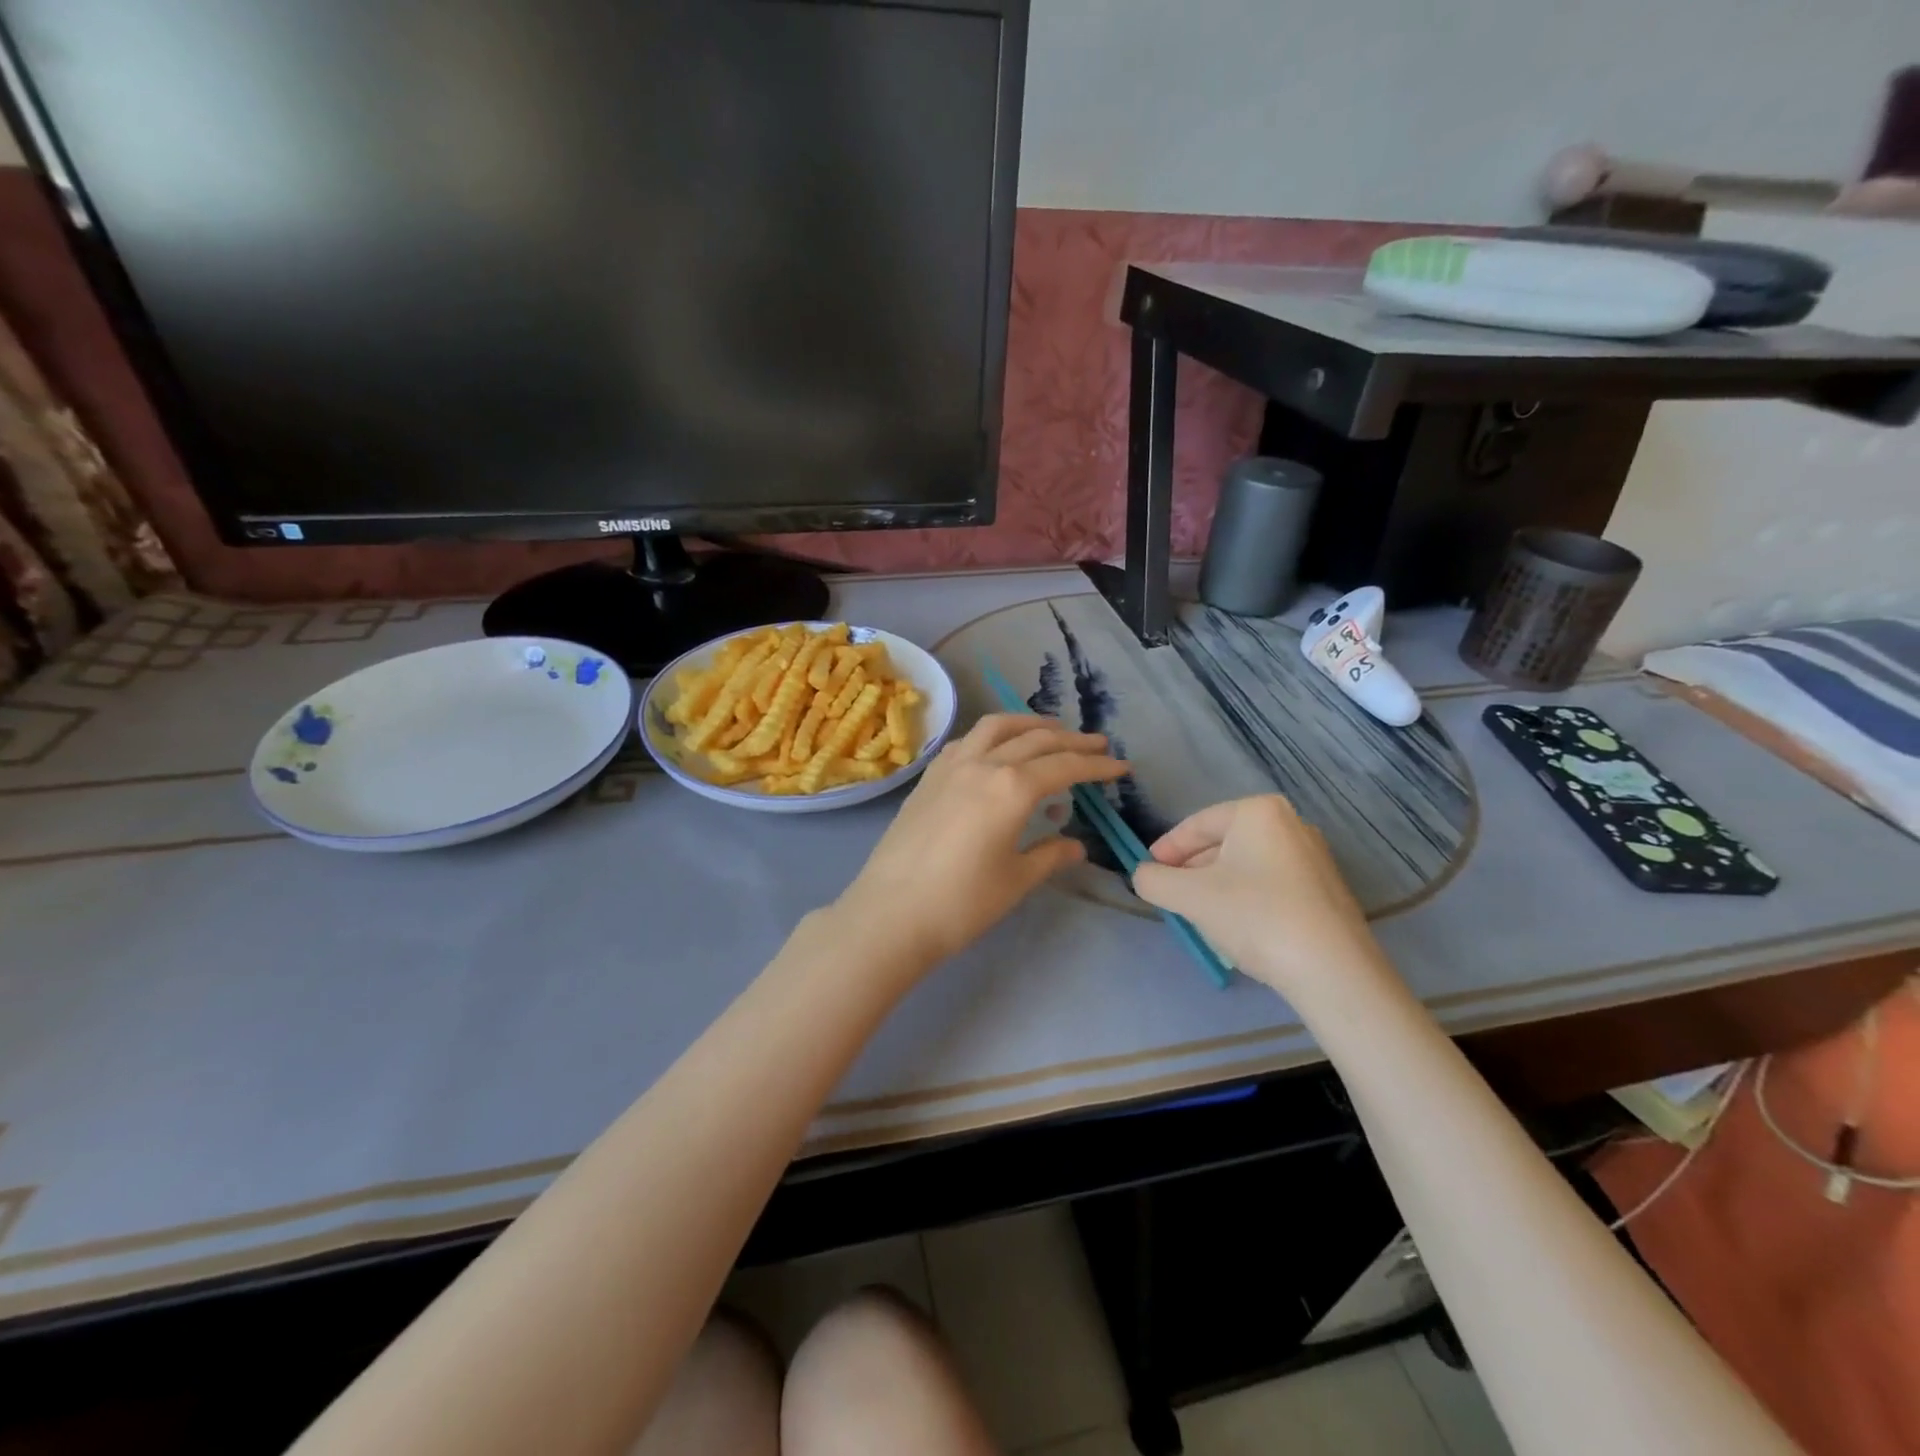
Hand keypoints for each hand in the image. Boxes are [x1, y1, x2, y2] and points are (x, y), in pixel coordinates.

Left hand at [834, 715, 1128, 968]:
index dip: (1097, 765)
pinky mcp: (929, 777)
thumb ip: (1050, 855)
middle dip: (1071, 739)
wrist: (891, 913)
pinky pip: (967, 741)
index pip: (1065, 766)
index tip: (1121, 766)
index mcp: (1012, 788)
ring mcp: (951, 766)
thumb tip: (1075, 845)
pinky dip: (992, 735)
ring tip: (1051, 730)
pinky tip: (997, 749)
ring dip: (1029, 723)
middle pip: (1035, 739)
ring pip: (996, 727)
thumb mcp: (1016, 881)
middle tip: (1098, 743)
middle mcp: (983, 764)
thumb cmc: (962, 903)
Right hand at [1131, 796, 1387, 996]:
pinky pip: (1271, 883)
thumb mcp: (1190, 897)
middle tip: (1171, 897)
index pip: (1196, 825)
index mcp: (1259, 811)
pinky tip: (1238, 927)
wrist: (1332, 971)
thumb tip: (1143, 875)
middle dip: (1192, 870)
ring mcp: (1314, 857)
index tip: (1146, 872)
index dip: (1165, 849)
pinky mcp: (1326, 889)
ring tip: (1200, 916)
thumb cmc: (1255, 917)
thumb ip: (1154, 880)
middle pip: (1222, 843)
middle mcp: (1291, 824)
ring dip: (1217, 886)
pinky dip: (1246, 898)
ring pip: (1246, 865)